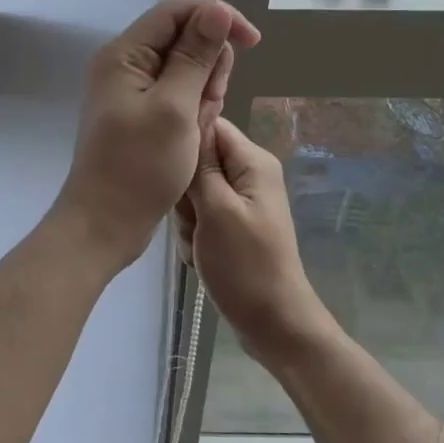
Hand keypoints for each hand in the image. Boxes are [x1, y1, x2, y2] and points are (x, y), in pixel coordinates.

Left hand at [52, 0, 260, 270]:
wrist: (105, 224)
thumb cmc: (139, 167)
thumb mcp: (175, 108)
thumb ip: (196, 56)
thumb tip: (218, 10)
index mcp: (125, 55)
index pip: (176, 12)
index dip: (217, 17)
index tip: (252, 42)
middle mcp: (125, 65)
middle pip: (183, 38)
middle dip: (209, 65)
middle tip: (211, 103)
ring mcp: (132, 91)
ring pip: (185, 70)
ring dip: (204, 92)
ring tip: (199, 126)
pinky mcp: (140, 114)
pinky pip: (178, 96)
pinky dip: (193, 110)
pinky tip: (195, 134)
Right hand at [176, 117, 335, 366]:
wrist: (272, 323)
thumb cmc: (245, 264)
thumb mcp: (216, 210)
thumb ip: (200, 166)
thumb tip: (190, 120)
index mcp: (253, 162)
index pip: (210, 126)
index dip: (185, 143)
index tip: (171, 171)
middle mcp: (249, 175)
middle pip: (198, 162)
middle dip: (185, 193)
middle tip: (194, 221)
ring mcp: (240, 202)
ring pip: (194, 193)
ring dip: (188, 220)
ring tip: (199, 244)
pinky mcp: (232, 226)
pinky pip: (200, 217)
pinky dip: (195, 236)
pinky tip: (200, 256)